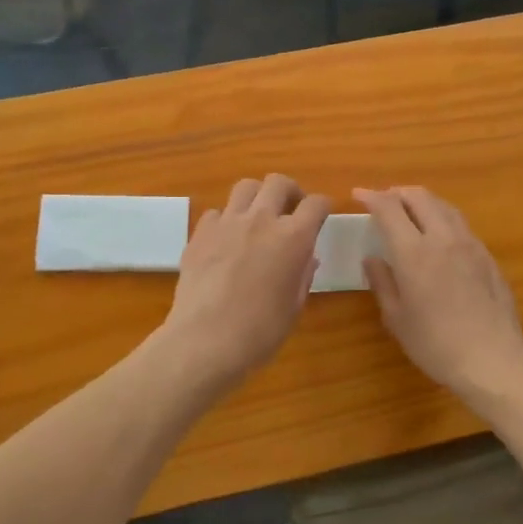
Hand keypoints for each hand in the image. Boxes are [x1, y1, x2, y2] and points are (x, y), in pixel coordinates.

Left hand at [156, 175, 329, 393]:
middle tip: (290, 209)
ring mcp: (227, 223)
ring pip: (245, 187)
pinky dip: (225, 220)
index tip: (322, 214)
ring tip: (257, 216)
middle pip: (278, 182)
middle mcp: (261, 220)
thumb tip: (307, 258)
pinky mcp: (200, 233)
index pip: (315, 204)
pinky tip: (226, 240)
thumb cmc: (259, 331)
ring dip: (257, 196)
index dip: (322, 206)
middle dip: (290, 191)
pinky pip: (216, 212)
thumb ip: (303, 276)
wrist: (205, 341)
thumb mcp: (293, 307)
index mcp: (293, 238)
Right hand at [355, 186, 522, 397]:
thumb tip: (372, 258)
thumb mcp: (396, 318)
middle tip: (383, 201)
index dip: (371, 197)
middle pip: (419, 197)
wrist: (493, 358)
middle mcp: (442, 238)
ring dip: (422, 201)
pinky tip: (438, 235)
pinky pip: (460, 224)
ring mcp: (469, 244)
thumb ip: (382, 282)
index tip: (358, 196)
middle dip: (397, 192)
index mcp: (413, 252)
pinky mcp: (487, 255)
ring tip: (410, 211)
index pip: (389, 208)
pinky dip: (442, 218)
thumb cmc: (436, 344)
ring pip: (444, 206)